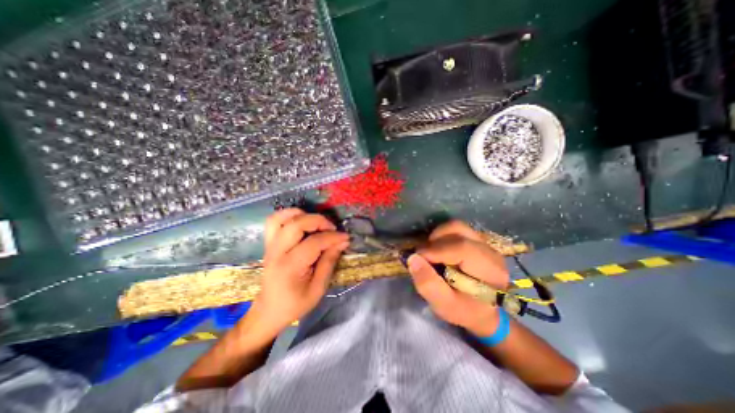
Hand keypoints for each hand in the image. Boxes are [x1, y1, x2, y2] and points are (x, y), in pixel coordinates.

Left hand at [248, 210, 348, 335]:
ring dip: (302, 214)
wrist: (269, 311)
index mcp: (290, 267)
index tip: (345, 237)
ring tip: (316, 223)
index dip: (332, 237)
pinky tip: (301, 221)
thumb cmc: (295, 304)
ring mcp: (270, 246)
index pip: (314, 242)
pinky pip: (274, 221)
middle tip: (332, 228)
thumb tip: (342, 241)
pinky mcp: (268, 243)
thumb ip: (329, 262)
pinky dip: (288, 215)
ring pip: (282, 218)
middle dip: (319, 221)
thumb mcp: (318, 288)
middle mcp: (277, 252)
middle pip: (296, 224)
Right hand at [408, 221, 512, 335]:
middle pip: (458, 231)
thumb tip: (412, 258)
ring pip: (456, 226)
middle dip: (435, 241)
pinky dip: (443, 236)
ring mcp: (485, 243)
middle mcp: (490, 251)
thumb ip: (428, 283)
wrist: (484, 312)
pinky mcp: (478, 241)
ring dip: (438, 236)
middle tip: (424, 257)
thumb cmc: (465, 311)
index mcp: (489, 270)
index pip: (461, 248)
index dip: (435, 250)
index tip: (417, 258)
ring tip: (431, 252)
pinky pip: (457, 230)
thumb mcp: (444, 305)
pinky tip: (439, 250)